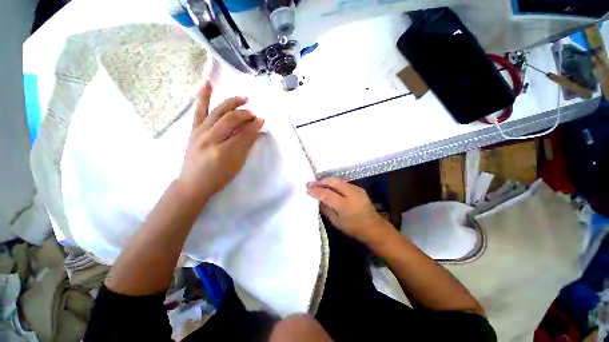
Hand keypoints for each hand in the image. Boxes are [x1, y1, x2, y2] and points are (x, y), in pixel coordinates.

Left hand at [177, 81, 263, 203]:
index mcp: (224, 152)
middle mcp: (211, 139)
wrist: (193, 183)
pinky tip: (207, 83)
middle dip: (246, 114)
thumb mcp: (237, 165)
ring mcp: (200, 132)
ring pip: (218, 112)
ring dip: (232, 103)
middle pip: (231, 119)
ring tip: (244, 98)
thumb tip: (258, 132)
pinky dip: (203, 96)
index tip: (262, 120)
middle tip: (255, 114)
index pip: (244, 133)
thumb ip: (247, 146)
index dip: (255, 125)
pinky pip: (199, 110)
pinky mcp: (193, 130)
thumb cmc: (219, 177)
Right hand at [307, 178, 392, 245]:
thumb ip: (326, 209)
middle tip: (311, 184)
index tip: (308, 188)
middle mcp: (353, 194)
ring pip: (338, 180)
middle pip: (333, 182)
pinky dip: (333, 183)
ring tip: (318, 184)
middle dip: (321, 182)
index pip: (328, 194)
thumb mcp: (336, 222)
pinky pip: (343, 182)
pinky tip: (328, 186)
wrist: (374, 227)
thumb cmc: (353, 228)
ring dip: (327, 181)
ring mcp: (357, 189)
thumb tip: (317, 198)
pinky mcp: (358, 188)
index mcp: (346, 206)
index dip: (317, 190)